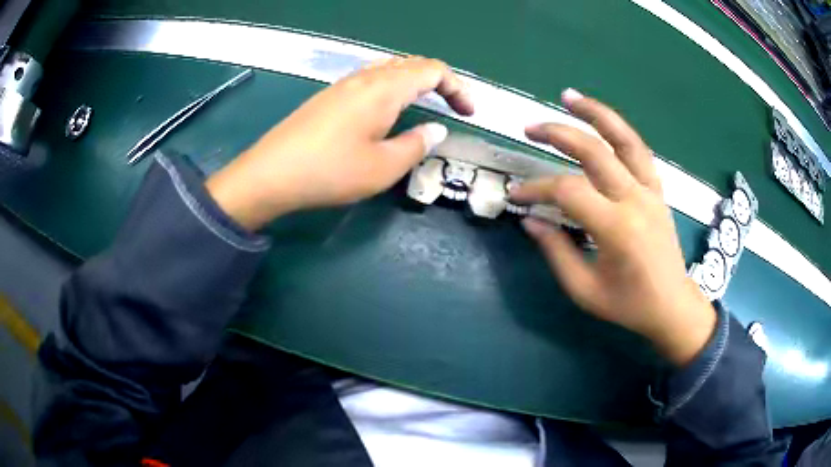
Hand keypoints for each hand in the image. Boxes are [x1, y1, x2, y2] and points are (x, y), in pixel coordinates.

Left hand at [206, 57, 473, 229]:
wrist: (271, 174)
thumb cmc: (330, 171)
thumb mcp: (383, 167)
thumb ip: (416, 145)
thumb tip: (435, 130)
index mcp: (384, 88)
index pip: (433, 70)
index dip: (457, 88)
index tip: (468, 113)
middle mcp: (365, 77)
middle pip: (412, 64)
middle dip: (439, 81)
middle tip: (452, 107)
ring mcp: (343, 84)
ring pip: (390, 69)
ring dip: (415, 81)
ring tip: (425, 103)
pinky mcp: (329, 96)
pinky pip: (370, 79)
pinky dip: (392, 86)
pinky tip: (388, 108)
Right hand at [510, 89, 715, 365]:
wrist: (672, 306)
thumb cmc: (628, 304)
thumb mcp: (584, 290)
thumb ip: (556, 251)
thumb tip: (530, 220)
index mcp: (617, 229)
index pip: (568, 192)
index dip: (537, 189)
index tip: (517, 194)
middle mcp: (635, 200)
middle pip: (594, 152)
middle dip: (558, 134)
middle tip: (530, 129)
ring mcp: (651, 191)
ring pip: (624, 139)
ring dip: (596, 113)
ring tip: (569, 97)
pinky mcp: (658, 191)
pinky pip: (638, 152)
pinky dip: (618, 131)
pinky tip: (602, 123)